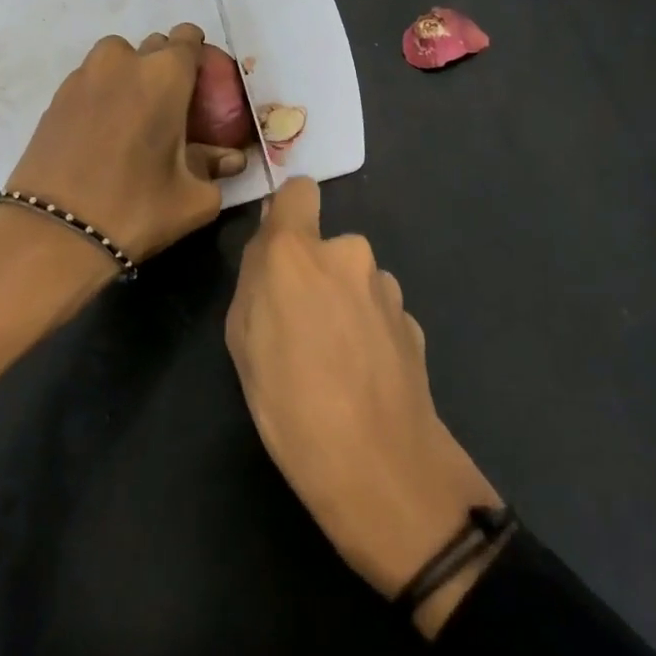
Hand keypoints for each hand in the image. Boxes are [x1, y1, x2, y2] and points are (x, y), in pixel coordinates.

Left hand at [0, 24, 245, 385]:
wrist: (52, 233)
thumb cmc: (135, 209)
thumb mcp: (194, 197)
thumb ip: (215, 167)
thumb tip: (230, 158)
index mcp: (165, 75)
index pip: (190, 38)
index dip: (200, 59)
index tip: (203, 90)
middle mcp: (123, 62)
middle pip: (155, 46)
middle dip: (167, 70)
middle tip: (173, 111)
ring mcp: (84, 76)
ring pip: (119, 60)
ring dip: (132, 78)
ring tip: (136, 121)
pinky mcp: (56, 97)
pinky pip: (92, 81)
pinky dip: (105, 96)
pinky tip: (106, 135)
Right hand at [224, 177, 503, 637]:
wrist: (379, 465)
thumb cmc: (289, 402)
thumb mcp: (242, 339)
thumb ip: (256, 280)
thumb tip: (271, 255)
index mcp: (298, 251)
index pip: (300, 190)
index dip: (289, 213)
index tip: (279, 250)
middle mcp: (348, 253)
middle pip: (326, 246)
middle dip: (313, 273)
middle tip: (299, 328)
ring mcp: (387, 288)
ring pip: (355, 280)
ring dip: (344, 303)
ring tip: (334, 362)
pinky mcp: (413, 321)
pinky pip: (379, 312)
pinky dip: (369, 331)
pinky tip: (363, 377)